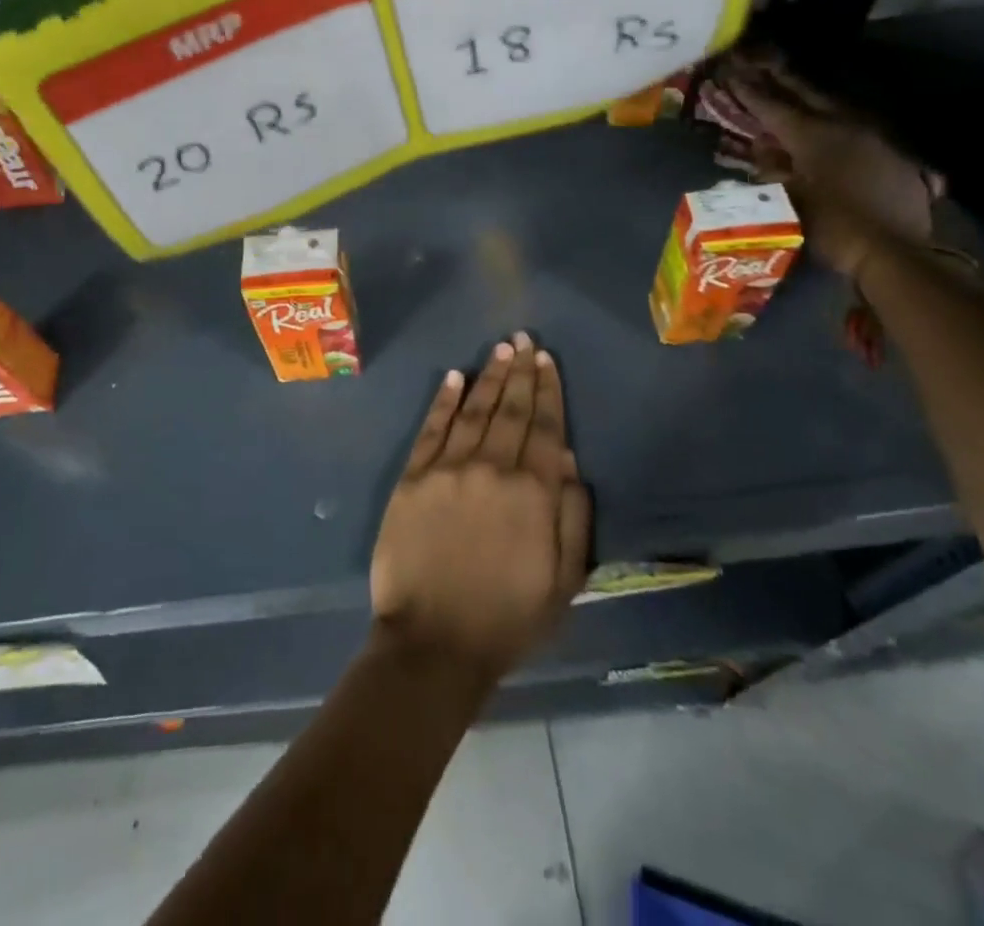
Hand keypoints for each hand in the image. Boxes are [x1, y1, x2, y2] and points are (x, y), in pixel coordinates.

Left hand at [370, 333, 591, 686]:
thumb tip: (568, 460)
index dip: (548, 392)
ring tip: (499, 350)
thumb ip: (571, 517)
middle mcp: (491, 469)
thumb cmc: (508, 619)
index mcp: (532, 494)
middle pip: (510, 411)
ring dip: (488, 378)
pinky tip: (454, 377)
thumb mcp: (563, 581)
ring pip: (474, 412)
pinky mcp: (413, 479)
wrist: (434, 644)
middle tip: (524, 339)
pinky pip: (431, 430)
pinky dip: (444, 402)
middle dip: (520, 372)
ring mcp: (448, 470)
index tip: (547, 361)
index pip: (544, 428)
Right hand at [723, 53, 937, 280]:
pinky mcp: (892, 152)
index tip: (731, 72)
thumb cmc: (833, 227)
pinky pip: (856, 125)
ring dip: (809, 95)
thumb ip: (772, 168)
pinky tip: (829, 122)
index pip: (772, 107)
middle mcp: (844, 125)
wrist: (897, 251)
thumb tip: (761, 148)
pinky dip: (834, 118)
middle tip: (759, 62)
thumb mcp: (788, 200)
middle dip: (780, 79)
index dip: (749, 91)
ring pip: (835, 105)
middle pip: (807, 94)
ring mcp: (873, 136)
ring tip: (790, 86)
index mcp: (813, 135)